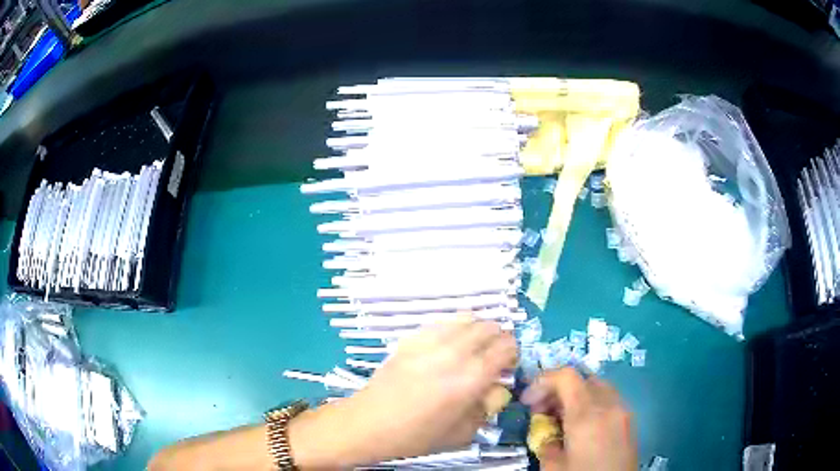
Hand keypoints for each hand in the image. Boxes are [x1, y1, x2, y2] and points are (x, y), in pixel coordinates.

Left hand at [289, 318, 516, 468]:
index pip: (505, 347)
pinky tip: (447, 346)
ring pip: (466, 318)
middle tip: (492, 358)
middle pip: (489, 327)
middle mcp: (454, 353)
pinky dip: (453, 329)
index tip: (508, 366)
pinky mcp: (411, 339)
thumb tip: (495, 389)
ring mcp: (430, 342)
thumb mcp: (462, 433)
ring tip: (471, 349)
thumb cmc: (417, 435)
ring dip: (477, 330)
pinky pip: (442, 323)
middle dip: (497, 340)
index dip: (512, 353)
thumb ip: (486, 408)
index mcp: (471, 378)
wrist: (370, 423)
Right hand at [521, 368, 636, 470]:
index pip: (566, 376)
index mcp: (586, 415)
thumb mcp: (553, 467)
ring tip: (560, 419)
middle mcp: (609, 405)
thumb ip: (545, 441)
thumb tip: (544, 429)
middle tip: (540, 411)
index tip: (527, 401)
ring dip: (575, 395)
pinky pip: (609, 399)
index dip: (542, 381)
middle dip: (557, 389)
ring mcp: (623, 411)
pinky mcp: (630, 420)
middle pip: (582, 379)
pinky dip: (591, 403)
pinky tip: (581, 426)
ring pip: (597, 386)